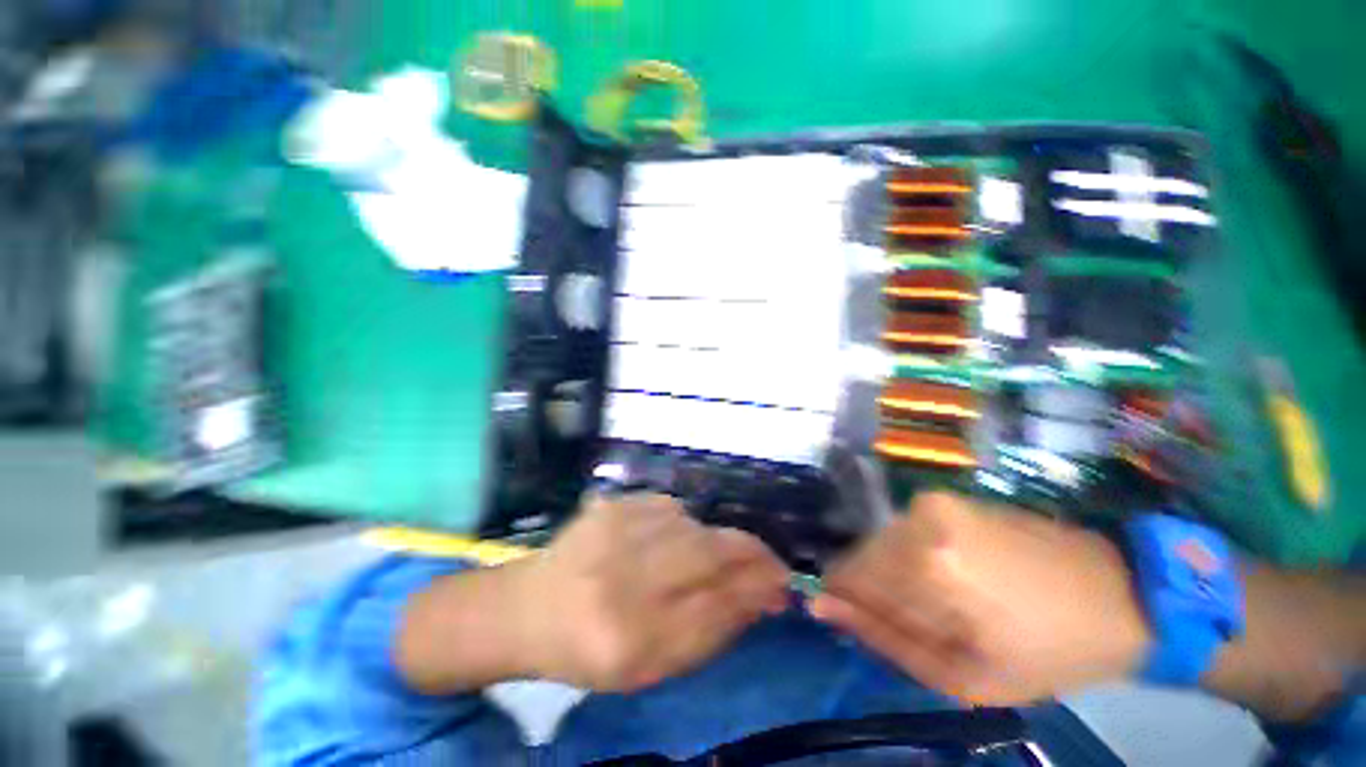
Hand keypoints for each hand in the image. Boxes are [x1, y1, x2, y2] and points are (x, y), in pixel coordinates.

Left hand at [510, 494, 789, 691]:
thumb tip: (759, 596)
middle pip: (709, 553)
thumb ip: (708, 632)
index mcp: (627, 640)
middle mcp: (620, 580)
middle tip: (771, 562)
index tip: (782, 585)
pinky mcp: (612, 504)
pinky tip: (669, 540)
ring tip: (706, 560)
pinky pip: (671, 507)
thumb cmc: (590, 648)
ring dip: (715, 541)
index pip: (714, 608)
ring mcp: (614, 531)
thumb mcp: (650, 665)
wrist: (531, 606)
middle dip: (750, 553)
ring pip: (694, 525)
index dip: (755, 591)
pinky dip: (684, 524)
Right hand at [810, 493, 1152, 704]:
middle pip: (862, 556)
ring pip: (880, 543)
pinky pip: (902, 531)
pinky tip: (950, 575)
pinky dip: (913, 556)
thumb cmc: (1046, 653)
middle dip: (876, 591)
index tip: (860, 624)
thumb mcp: (962, 676)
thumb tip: (820, 604)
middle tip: (920, 624)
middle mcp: (919, 521)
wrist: (1117, 597)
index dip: (849, 602)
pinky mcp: (944, 497)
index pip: (848, 577)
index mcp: (927, 568)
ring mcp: (931, 502)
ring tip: (941, 602)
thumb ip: (883, 637)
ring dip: (896, 575)